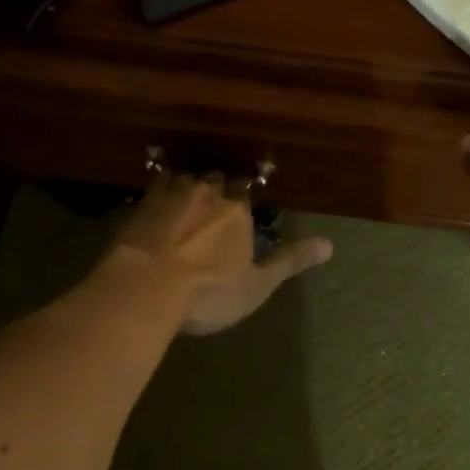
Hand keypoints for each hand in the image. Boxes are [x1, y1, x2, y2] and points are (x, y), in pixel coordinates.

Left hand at [106, 171, 332, 334]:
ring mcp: (169, 196)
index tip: (240, 199)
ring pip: (183, 178)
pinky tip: (152, 202)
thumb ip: (290, 262)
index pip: (245, 187)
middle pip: (214, 178)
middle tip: (212, 199)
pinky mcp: (138, 206)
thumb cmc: (208, 290)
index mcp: (236, 209)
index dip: (242, 192)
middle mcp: (206, 192)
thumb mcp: (257, 284)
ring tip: (184, 198)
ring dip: (186, 185)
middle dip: (215, 186)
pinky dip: (156, 193)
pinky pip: (151, 188)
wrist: (145, 288)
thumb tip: (330, 245)